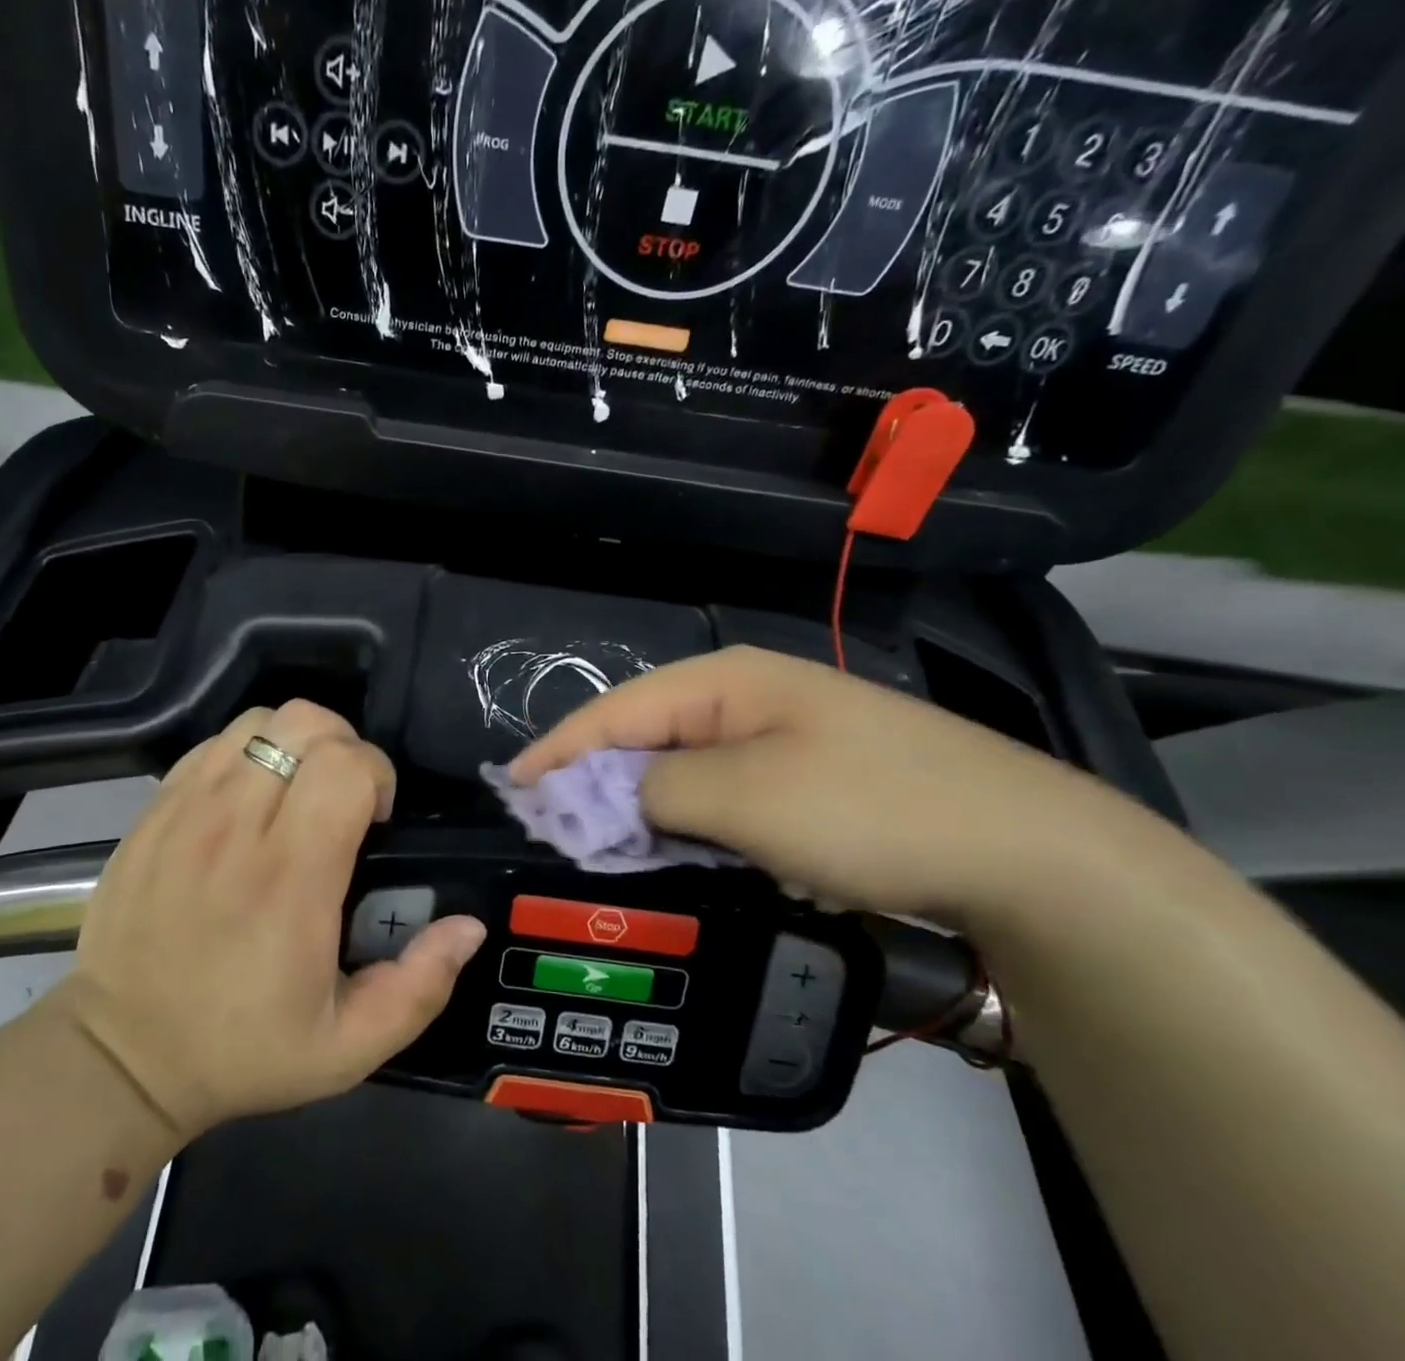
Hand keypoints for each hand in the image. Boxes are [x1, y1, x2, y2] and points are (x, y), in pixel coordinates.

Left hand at [52, 701, 486, 1141]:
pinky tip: (251, 798)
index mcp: (291, 878)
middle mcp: (237, 828)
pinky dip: (248, 751)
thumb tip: (469, 926)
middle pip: (305, 724)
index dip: (377, 774)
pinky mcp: (155, 809)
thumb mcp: (348, 1048)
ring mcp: (188, 810)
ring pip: (259, 721)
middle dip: (344, 747)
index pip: (346, 766)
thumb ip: (420, 987)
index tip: (375, 818)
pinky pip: (214, 743)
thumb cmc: (241, 1048)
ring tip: (299, 792)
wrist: (120, 1055)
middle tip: (344, 799)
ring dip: (296, 743)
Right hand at [510, 646, 1201, 933]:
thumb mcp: (743, 797)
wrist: (1026, 852)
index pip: (615, 711)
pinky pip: (724, 798)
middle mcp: (747, 699)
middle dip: (595, 783)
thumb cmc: (868, 808)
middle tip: (551, 831)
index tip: (510, 792)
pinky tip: (682, 855)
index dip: (558, 751)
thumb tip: (605, 796)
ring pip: (684, 772)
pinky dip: (692, 826)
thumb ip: (655, 790)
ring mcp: (782, 738)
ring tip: (602, 849)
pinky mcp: (808, 781)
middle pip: (645, 738)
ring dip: (643, 810)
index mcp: (725, 682)